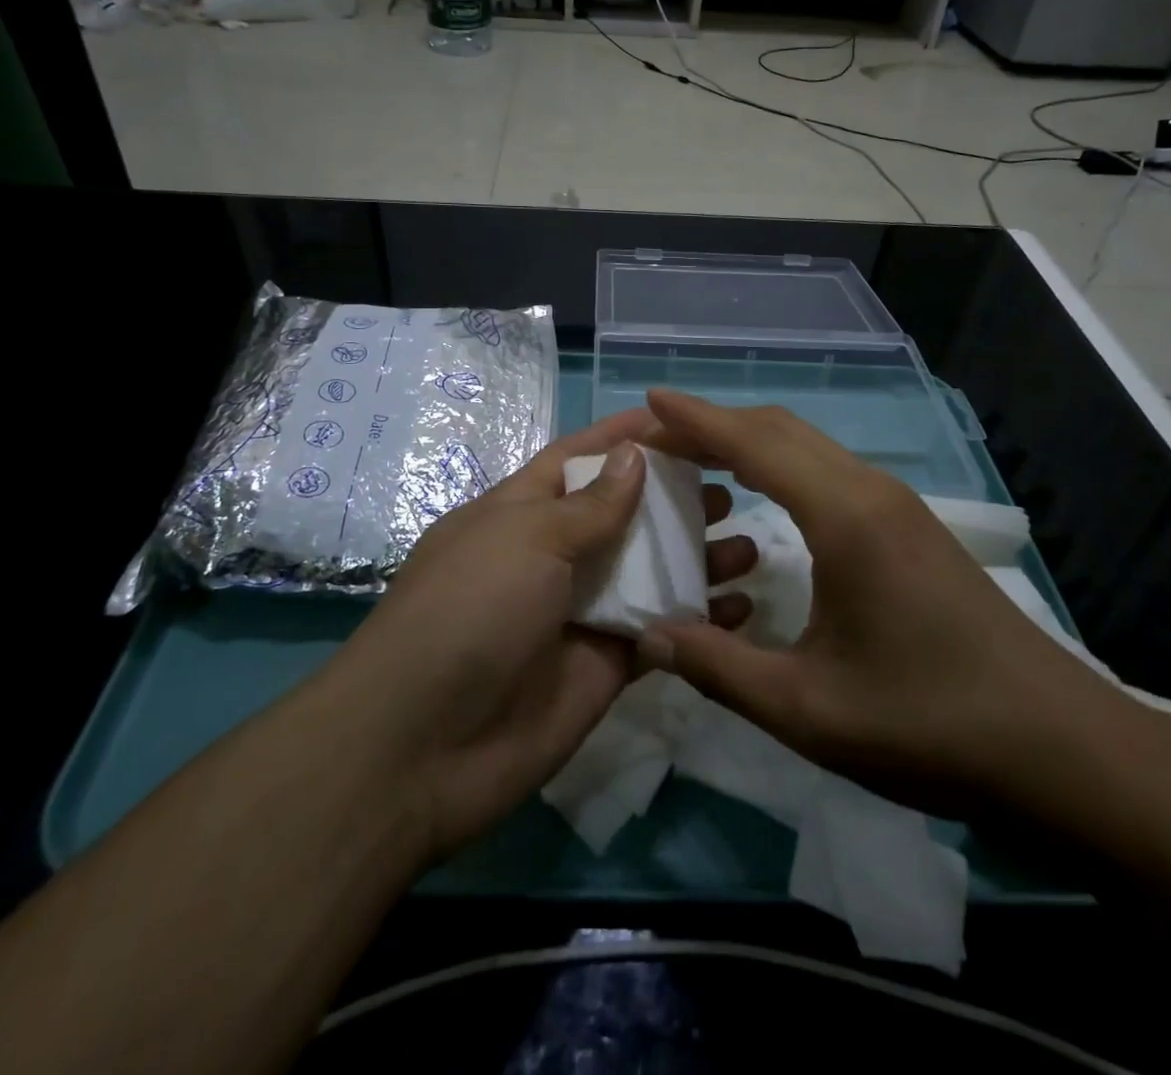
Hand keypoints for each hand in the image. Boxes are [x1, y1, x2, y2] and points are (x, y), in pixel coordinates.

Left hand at [329, 408, 757, 861]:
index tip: (682, 422)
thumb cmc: (470, 611)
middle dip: (673, 499)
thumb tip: (634, 455)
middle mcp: (552, 556)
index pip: (578, 459)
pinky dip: (698, 620)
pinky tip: (743, 609)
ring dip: (696, 558)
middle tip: (730, 491)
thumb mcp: (526, 539)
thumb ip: (589, 505)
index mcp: (520, 512)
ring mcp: (579, 612)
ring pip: (649, 573)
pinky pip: (659, 632)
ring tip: (748, 545)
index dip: (624, 438)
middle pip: (623, 515)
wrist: (422, 747)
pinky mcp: (605, 665)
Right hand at [636, 390, 1135, 816]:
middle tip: (659, 437)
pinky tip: (761, 500)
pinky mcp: (910, 527)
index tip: (649, 398)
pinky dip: (780, 466)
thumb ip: (720, 668)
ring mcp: (897, 506)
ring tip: (696, 461)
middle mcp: (870, 492)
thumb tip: (648, 635)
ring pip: (808, 447)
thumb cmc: (930, 724)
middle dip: (716, 423)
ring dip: (749, 442)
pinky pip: (830, 471)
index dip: (696, 418)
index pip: (755, 443)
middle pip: (781, 430)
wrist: (1060, 748)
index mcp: (844, 517)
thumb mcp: (808, 709)